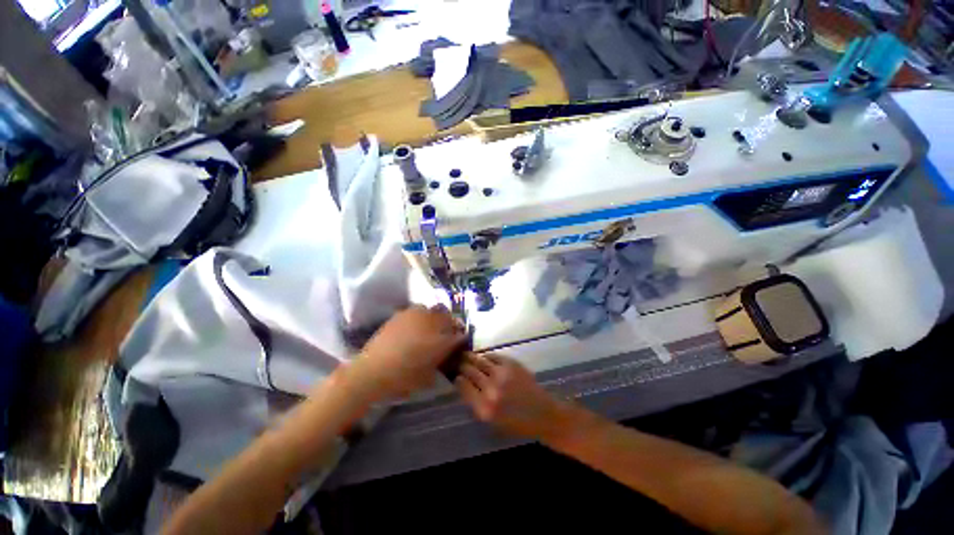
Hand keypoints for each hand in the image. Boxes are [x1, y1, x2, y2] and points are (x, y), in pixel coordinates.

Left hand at [354, 305, 465, 399]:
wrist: (373, 371)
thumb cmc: (403, 379)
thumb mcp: (429, 376)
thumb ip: (441, 362)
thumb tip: (446, 354)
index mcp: (442, 340)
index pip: (460, 335)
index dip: (461, 339)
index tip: (459, 343)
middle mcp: (432, 323)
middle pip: (448, 317)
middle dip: (450, 324)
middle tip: (445, 333)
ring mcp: (416, 316)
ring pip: (433, 310)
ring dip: (435, 317)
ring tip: (429, 327)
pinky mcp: (402, 314)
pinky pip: (417, 311)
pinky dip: (420, 317)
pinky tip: (413, 327)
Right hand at [456, 353, 566, 439]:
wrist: (542, 414)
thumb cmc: (516, 423)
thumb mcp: (491, 421)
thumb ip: (475, 403)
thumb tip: (463, 384)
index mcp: (484, 409)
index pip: (463, 386)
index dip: (457, 379)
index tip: (455, 375)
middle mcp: (490, 390)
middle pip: (469, 371)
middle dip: (462, 365)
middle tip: (457, 361)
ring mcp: (501, 374)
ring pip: (479, 361)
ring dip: (471, 357)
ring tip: (466, 355)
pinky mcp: (511, 364)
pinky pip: (493, 356)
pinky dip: (486, 356)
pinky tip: (483, 357)